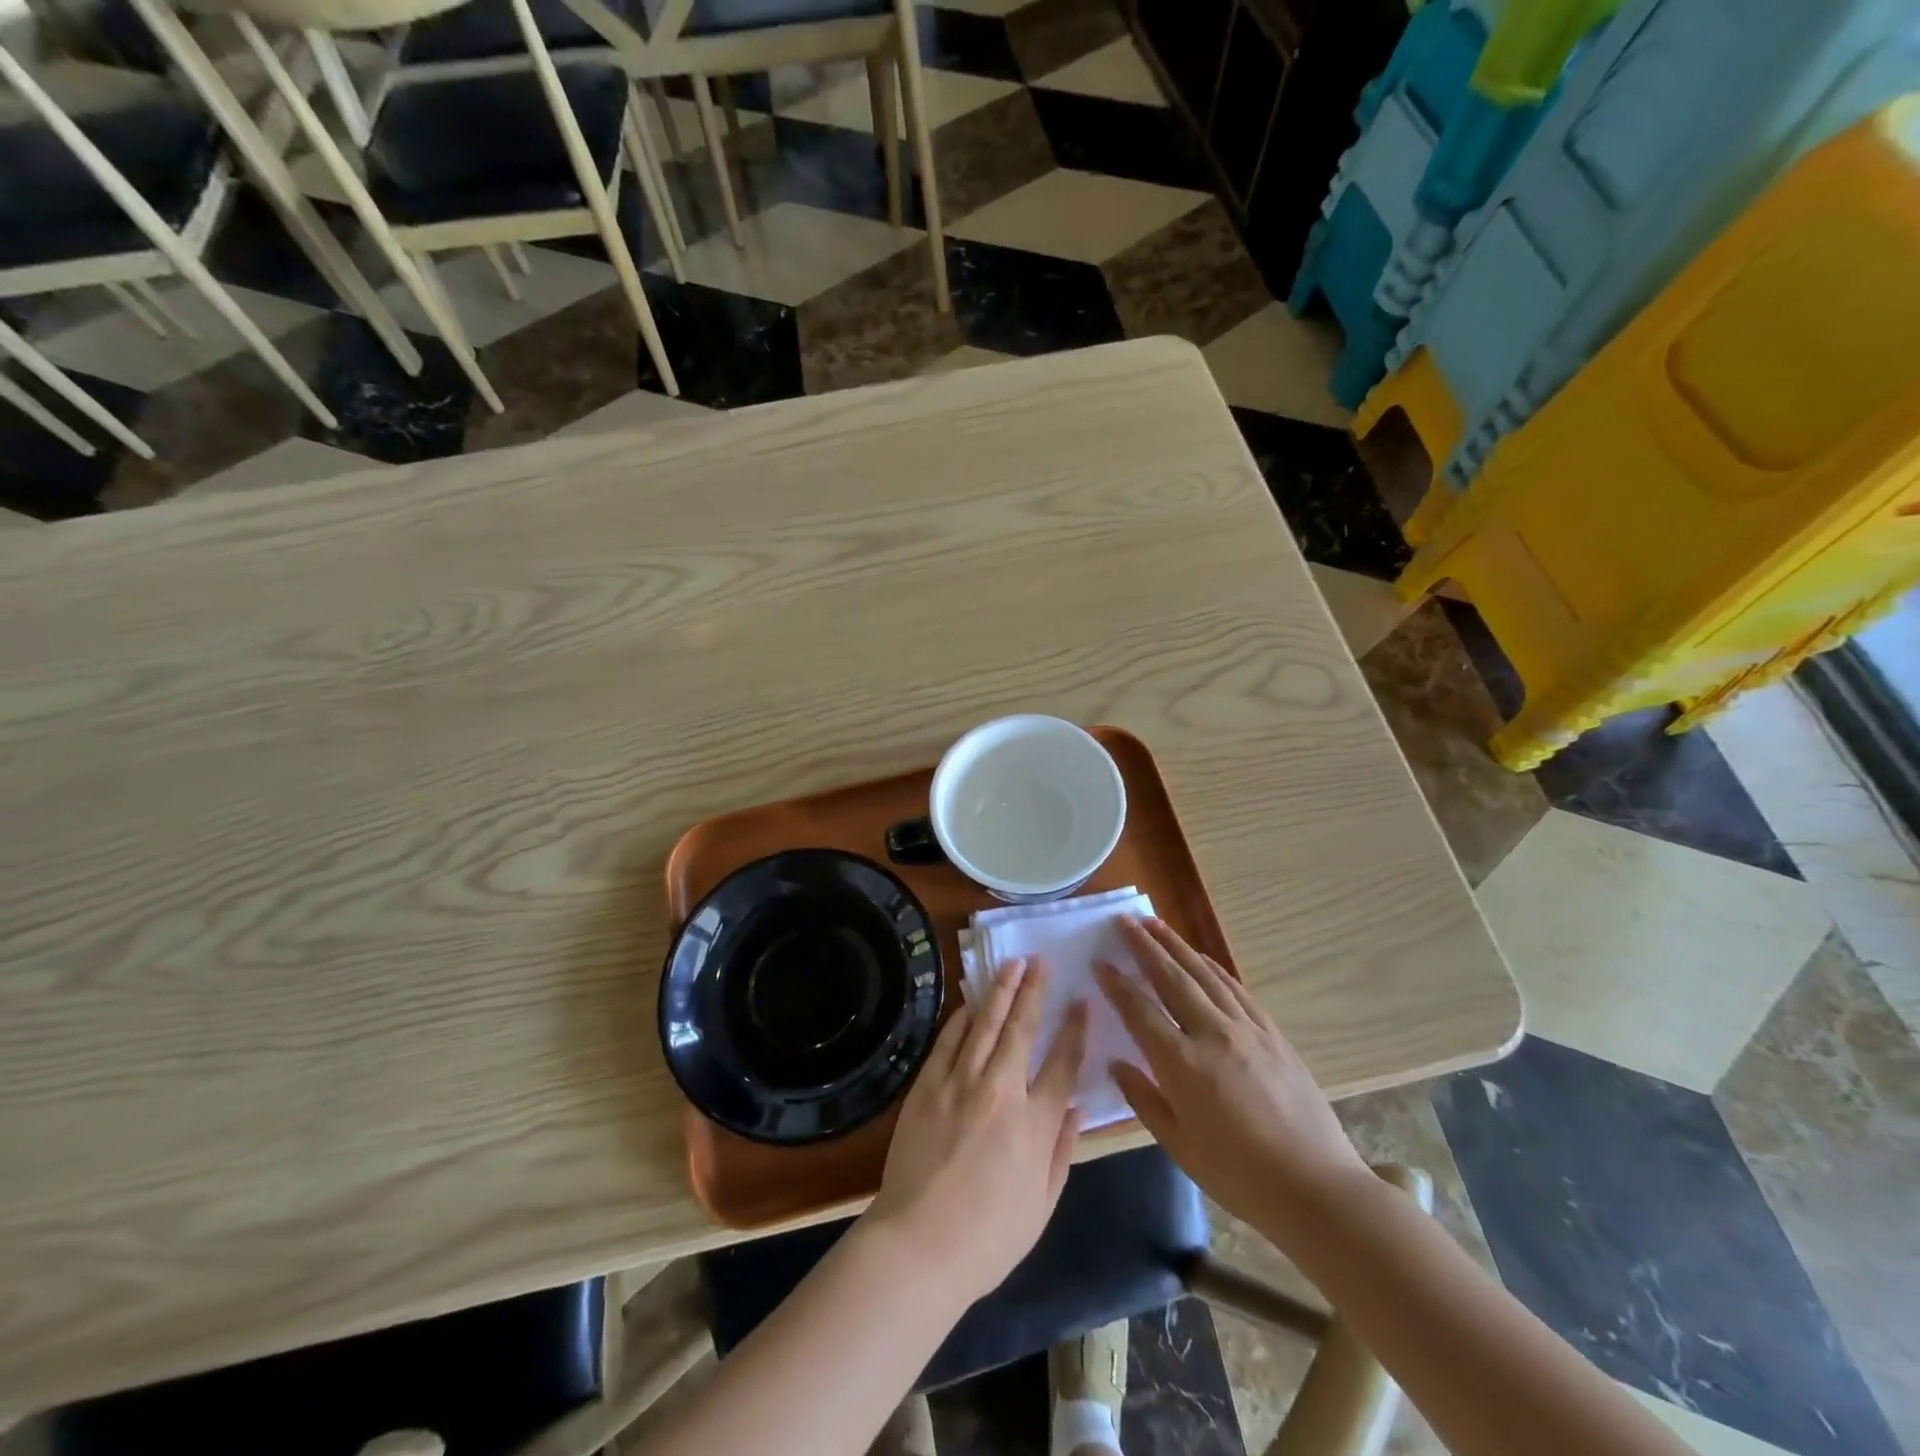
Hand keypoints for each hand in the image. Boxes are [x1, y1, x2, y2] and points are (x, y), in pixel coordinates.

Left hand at [864, 957, 1087, 1307]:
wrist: (918, 1245)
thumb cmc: (988, 1238)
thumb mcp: (1042, 1205)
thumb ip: (1061, 1150)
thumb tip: (1076, 1107)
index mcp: (1034, 1124)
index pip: (1062, 1064)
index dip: (1074, 1029)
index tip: (1081, 1002)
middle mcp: (1001, 1092)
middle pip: (1021, 1029)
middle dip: (1034, 990)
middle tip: (1041, 961)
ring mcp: (960, 1084)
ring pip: (984, 1024)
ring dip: (1000, 990)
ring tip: (1011, 964)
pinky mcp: (927, 1086)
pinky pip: (949, 1040)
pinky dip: (962, 1017)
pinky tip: (972, 1002)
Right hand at [1096, 918, 1368, 1236]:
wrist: (1316, 1188)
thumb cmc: (1239, 1176)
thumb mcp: (1179, 1146)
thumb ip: (1143, 1099)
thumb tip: (1117, 1064)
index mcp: (1182, 1064)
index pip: (1139, 1011)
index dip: (1117, 984)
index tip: (1099, 961)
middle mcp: (1212, 1034)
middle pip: (1172, 978)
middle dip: (1145, 946)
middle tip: (1124, 921)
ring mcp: (1247, 1029)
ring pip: (1204, 975)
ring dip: (1177, 946)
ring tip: (1156, 924)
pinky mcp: (1273, 1034)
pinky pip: (1236, 989)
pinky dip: (1214, 968)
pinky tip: (1202, 958)